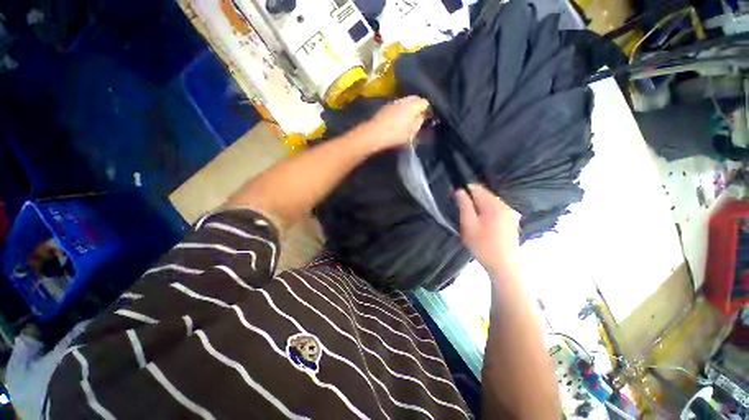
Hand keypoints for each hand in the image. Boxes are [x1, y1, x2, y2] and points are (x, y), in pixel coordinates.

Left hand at [359, 96, 429, 150]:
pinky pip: (398, 105)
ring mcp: (394, 102)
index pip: (425, 102)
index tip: (426, 118)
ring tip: (408, 119)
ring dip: (409, 107)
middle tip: (418, 118)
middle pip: (415, 99)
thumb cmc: (395, 135)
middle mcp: (404, 100)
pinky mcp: (386, 106)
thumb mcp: (411, 133)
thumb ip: (419, 123)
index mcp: (413, 105)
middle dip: (418, 106)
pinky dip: (400, 109)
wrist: (374, 134)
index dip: (427, 110)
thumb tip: (422, 115)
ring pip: (406, 101)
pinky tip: (398, 119)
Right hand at [454, 184, 520, 274]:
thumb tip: (459, 190)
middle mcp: (503, 205)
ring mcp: (509, 212)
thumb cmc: (483, 245)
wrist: (504, 265)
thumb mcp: (468, 225)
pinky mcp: (511, 220)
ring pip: (489, 202)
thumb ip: (464, 205)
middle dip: (471, 199)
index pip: (476, 188)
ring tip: (471, 220)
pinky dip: (486, 212)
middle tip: (463, 213)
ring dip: (478, 206)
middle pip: (484, 194)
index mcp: (492, 204)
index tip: (455, 199)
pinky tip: (483, 225)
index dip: (464, 190)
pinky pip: (495, 209)